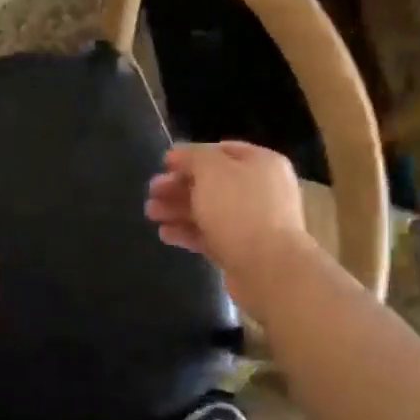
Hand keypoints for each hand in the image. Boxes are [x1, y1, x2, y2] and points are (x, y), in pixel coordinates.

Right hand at [145, 141, 313, 315]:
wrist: (268, 268)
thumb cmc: (239, 209)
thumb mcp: (211, 170)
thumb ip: (193, 157)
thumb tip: (179, 155)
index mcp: (261, 163)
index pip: (221, 151)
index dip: (190, 155)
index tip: (163, 164)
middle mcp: (261, 189)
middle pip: (213, 182)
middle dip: (179, 186)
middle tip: (151, 192)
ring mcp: (254, 222)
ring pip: (210, 210)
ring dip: (178, 209)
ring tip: (150, 214)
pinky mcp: (243, 250)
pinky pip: (212, 235)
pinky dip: (188, 232)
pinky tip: (165, 234)